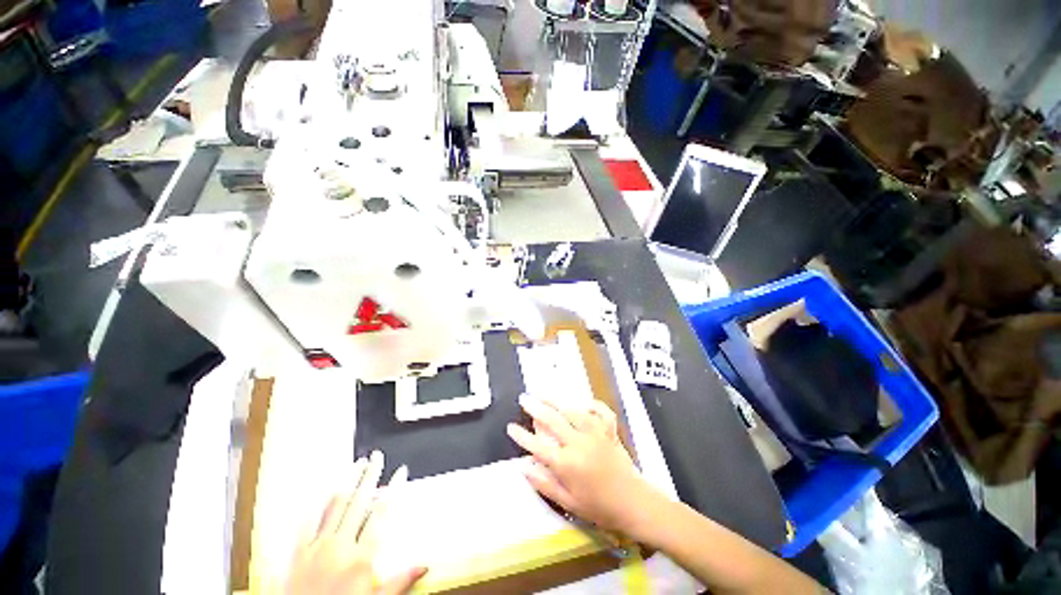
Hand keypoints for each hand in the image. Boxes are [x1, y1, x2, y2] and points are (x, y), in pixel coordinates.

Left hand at [286, 451, 426, 594]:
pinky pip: (308, 522)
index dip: (393, 488)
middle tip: (377, 457)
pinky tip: (323, 489)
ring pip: (335, 505)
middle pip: (359, 502)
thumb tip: (426, 564)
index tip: (401, 471)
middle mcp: (341, 546)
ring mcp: (318, 547)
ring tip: (357, 463)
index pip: (382, 513)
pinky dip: (317, 504)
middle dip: (370, 476)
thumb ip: (401, 581)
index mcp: (362, 558)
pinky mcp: (299, 552)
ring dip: (347, 481)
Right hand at [507, 394, 662, 536]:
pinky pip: (601, 411)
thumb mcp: (568, 502)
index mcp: (567, 463)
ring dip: (556, 401)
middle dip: (535, 408)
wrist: (633, 504)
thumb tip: (523, 467)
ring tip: (544, 395)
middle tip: (524, 399)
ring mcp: (596, 434)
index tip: (511, 427)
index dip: (522, 436)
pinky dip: (594, 404)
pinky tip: (584, 402)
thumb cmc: (598, 507)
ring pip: (573, 411)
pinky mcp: (609, 431)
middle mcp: (579, 443)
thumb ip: (544, 484)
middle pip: (553, 420)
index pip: (538, 446)